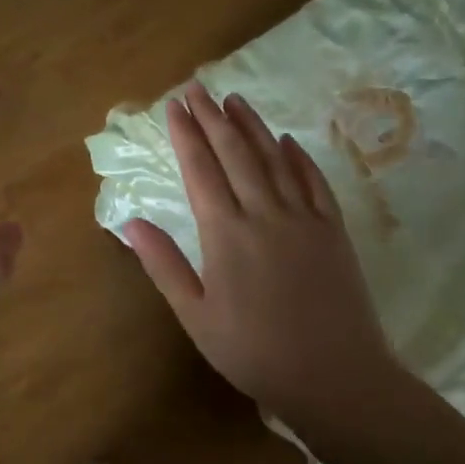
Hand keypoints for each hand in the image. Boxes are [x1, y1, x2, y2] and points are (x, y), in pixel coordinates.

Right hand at [124, 83, 393, 418]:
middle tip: (198, 87)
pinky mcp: (333, 229)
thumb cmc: (253, 351)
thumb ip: (164, 264)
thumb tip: (130, 223)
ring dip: (252, 126)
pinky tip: (287, 140)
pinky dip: (298, 156)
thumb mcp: (196, 315)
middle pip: (236, 153)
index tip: (173, 106)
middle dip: (213, 117)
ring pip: (274, 159)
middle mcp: (265, 213)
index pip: (201, 169)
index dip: (186, 135)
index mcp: (226, 233)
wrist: (334, 376)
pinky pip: (314, 181)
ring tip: (235, 99)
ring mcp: (304, 218)